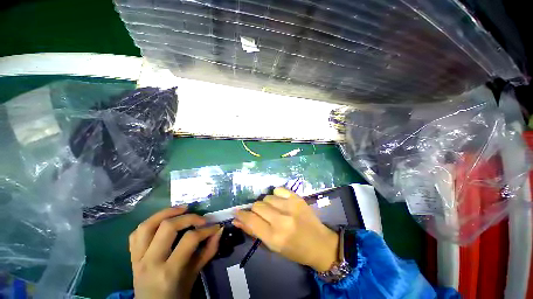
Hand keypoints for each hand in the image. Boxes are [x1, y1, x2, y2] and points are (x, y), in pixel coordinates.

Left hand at [129, 206, 222, 298]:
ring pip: (147, 226)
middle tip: (201, 218)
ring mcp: (138, 259)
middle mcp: (150, 262)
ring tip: (182, 209)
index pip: (189, 240)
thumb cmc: (176, 295)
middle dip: (189, 217)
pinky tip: (163, 220)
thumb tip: (219, 231)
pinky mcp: (132, 257)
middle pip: (168, 227)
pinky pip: (136, 234)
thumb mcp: (194, 275)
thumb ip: (208, 252)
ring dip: (166, 212)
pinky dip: (150, 223)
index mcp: (169, 272)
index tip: (215, 227)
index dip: (206, 230)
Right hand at [233, 187, 338, 271]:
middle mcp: (282, 219)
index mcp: (274, 237)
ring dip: (266, 203)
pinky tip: (281, 202)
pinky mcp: (297, 198)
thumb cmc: (295, 250)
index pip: (251, 220)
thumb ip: (253, 231)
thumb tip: (237, 220)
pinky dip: (276, 195)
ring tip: (273, 210)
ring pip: (267, 197)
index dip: (241, 215)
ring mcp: (291, 206)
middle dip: (255, 210)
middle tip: (261, 215)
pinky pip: (278, 189)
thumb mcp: (272, 246)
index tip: (237, 212)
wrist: (319, 243)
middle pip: (257, 205)